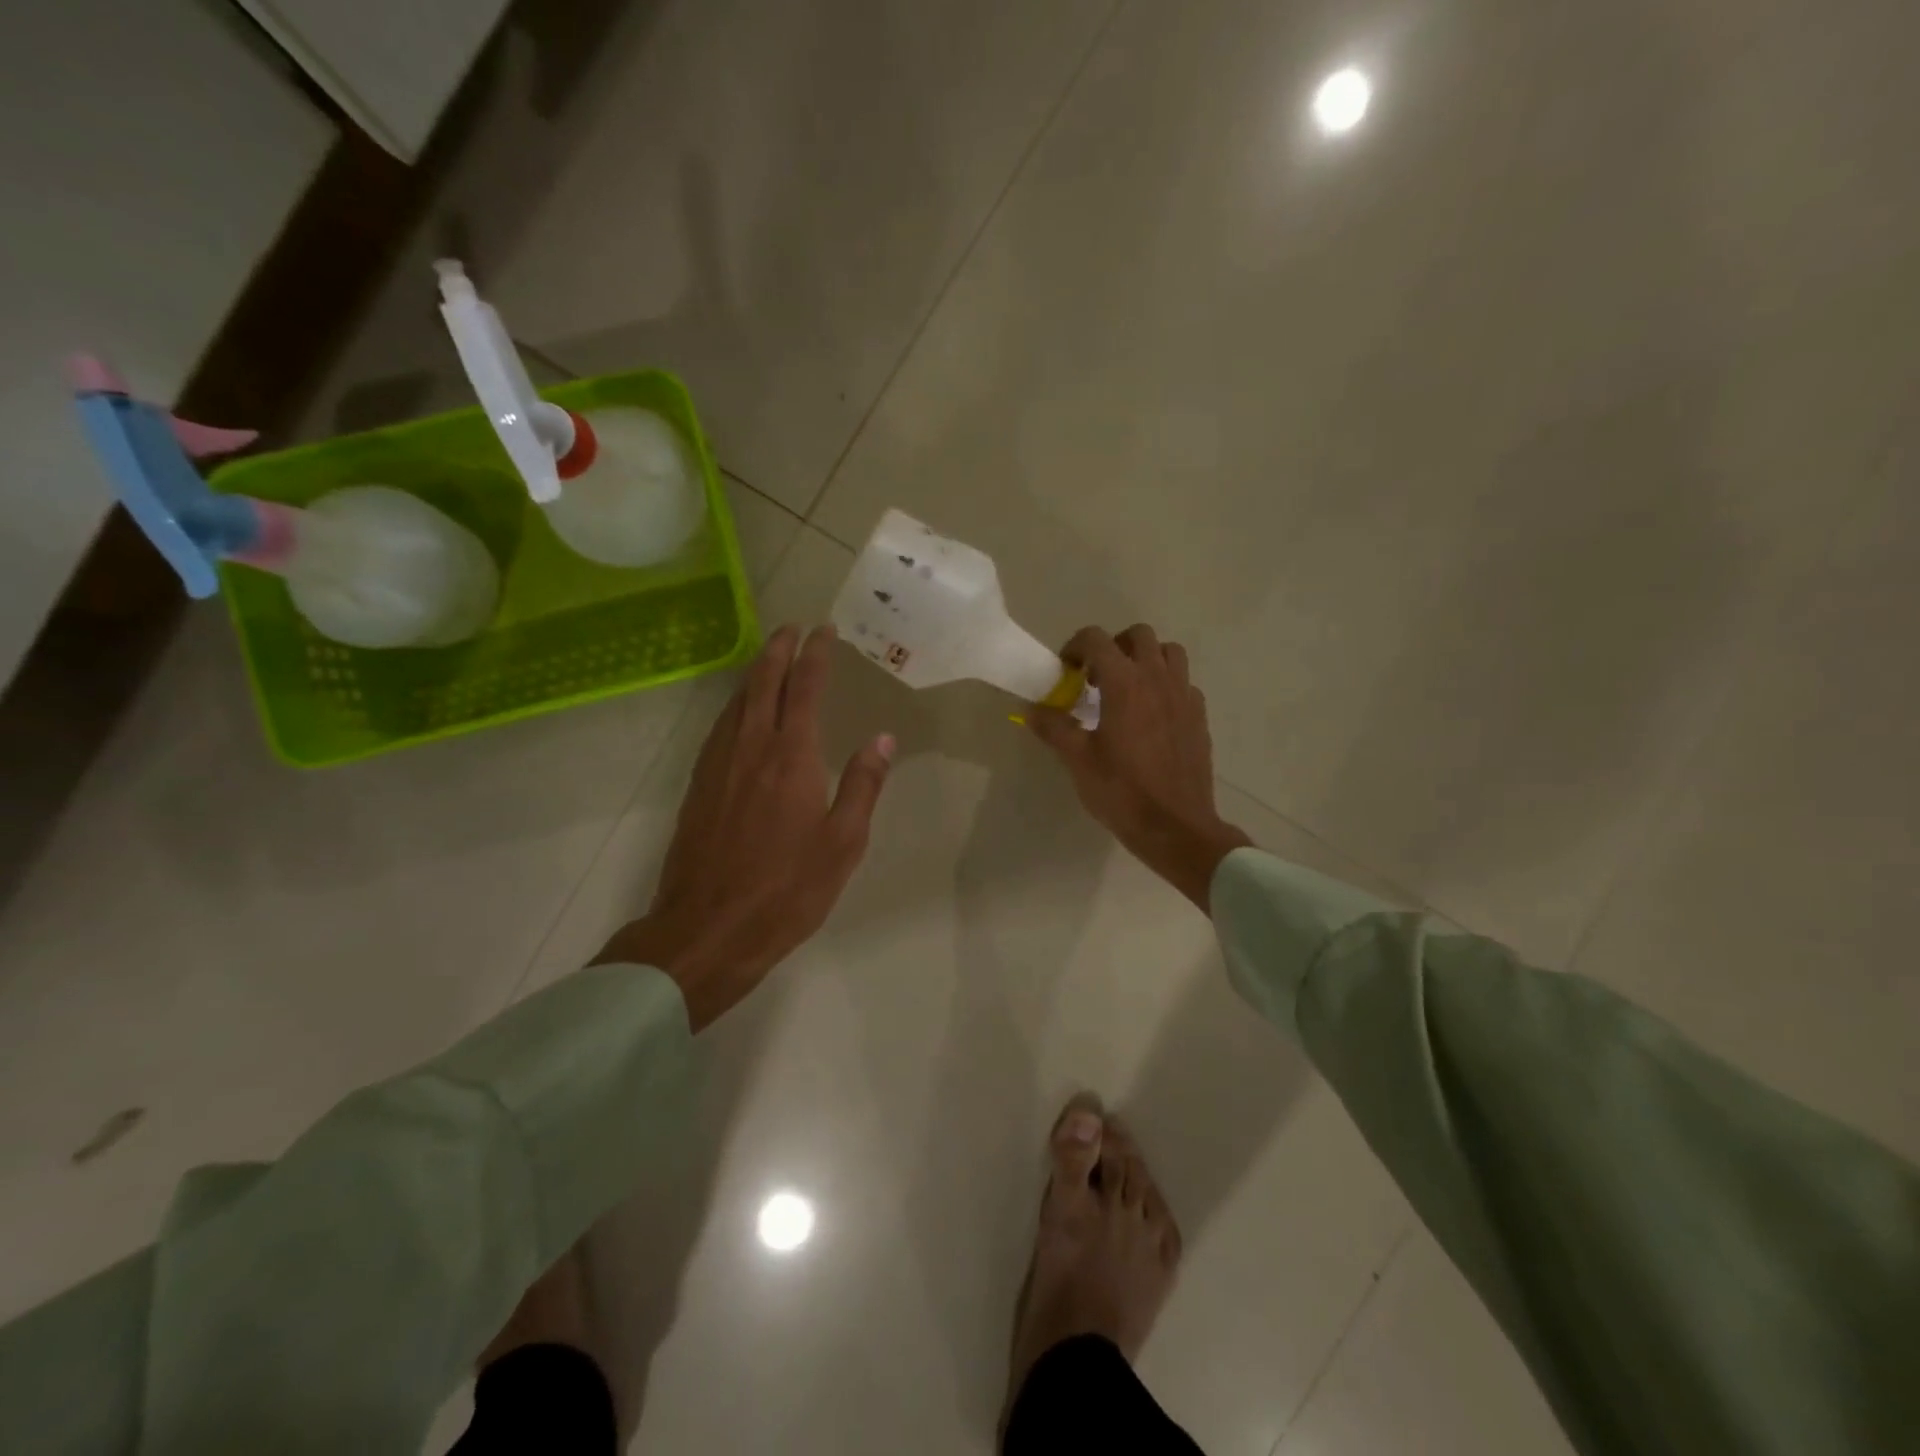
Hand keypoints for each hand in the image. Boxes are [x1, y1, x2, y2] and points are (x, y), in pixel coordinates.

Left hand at [594, 625, 893, 1029]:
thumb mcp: (843, 843)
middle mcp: (750, 748)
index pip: (804, 688)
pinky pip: (720, 726)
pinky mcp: (698, 785)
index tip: (824, 631)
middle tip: (793, 628)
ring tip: (770, 658)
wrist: (707, 929)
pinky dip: (735, 704)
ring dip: (755, 673)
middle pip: (762, 682)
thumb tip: (883, 739)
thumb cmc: (787, 890)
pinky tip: (740, 712)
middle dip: (779, 649)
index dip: (815, 655)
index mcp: (790, 757)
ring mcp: (718, 765)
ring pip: (736, 701)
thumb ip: (863, 785)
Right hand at [1028, 624, 1249, 910]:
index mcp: (1125, 683)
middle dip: (1114, 646)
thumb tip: (1031, 709)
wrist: (1175, 826)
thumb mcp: (1078, 760)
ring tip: (1128, 689)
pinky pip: (1183, 682)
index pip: (1096, 639)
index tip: (1066, 672)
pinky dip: (1166, 685)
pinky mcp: (1199, 716)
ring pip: (1169, 653)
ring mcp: (1184, 695)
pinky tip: (1152, 715)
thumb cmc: (1122, 792)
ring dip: (1146, 659)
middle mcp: (1158, 679)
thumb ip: (1054, 727)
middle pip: (1138, 635)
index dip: (1075, 647)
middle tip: (1096, 677)